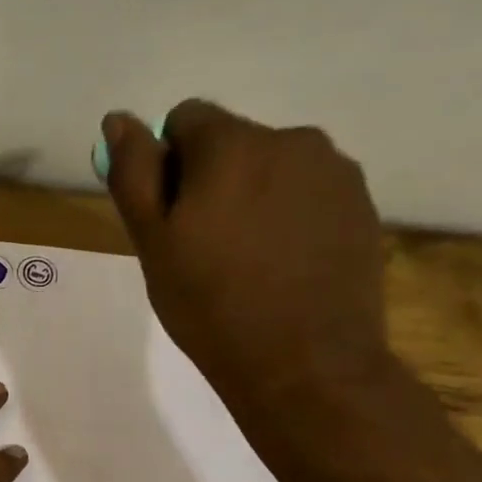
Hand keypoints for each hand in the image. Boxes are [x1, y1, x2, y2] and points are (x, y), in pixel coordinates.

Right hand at [102, 101, 393, 426]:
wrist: (305, 363)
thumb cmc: (209, 304)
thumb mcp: (152, 241)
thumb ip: (134, 172)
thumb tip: (119, 119)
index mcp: (233, 144)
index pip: (185, 119)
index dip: (167, 164)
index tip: (169, 217)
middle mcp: (292, 140)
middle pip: (232, 141)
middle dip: (210, 179)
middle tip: (201, 246)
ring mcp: (335, 172)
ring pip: (272, 167)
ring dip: (251, 195)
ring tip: (245, 259)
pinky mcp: (362, 205)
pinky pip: (308, 193)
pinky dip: (287, 215)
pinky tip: (282, 265)